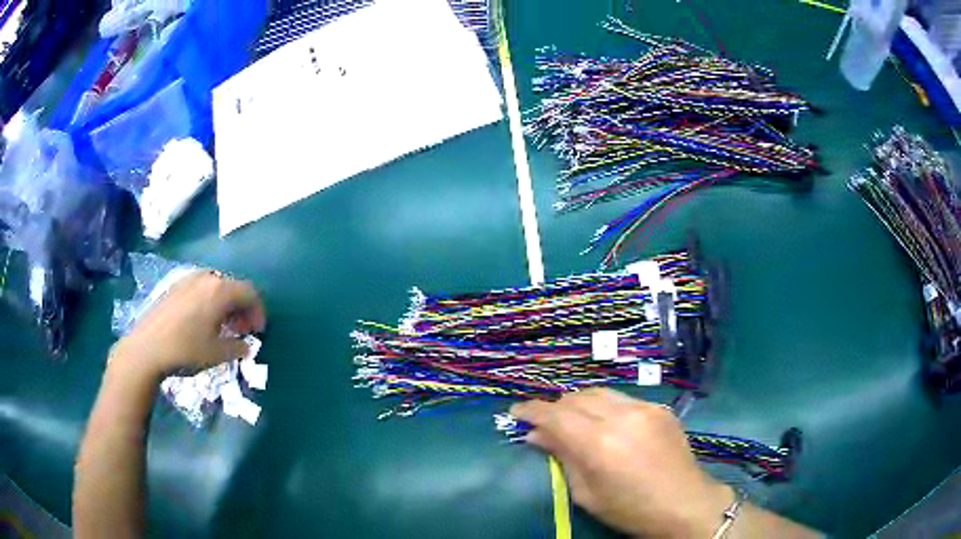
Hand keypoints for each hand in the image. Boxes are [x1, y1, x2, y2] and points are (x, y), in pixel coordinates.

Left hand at [110, 271, 266, 378]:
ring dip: (225, 305)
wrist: (147, 348)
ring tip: (222, 327)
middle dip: (242, 308)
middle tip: (241, 331)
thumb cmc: (186, 350)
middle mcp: (206, 278)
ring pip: (215, 286)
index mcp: (220, 291)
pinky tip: (202, 322)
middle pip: (233, 287)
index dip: (258, 311)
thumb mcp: (217, 354)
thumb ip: (238, 347)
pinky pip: (200, 288)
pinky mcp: (174, 286)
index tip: (258, 332)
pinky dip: (209, 302)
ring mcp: (188, 279)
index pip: (250, 293)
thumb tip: (246, 345)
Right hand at [511, 389, 730, 538]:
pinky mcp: (659, 407)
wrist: (685, 503)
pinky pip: (622, 398)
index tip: (515, 412)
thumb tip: (536, 435)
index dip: (531, 410)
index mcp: (600, 443)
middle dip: (555, 407)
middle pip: (576, 398)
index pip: (555, 414)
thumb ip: (563, 458)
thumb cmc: (630, 509)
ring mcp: (644, 407)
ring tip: (571, 419)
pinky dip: (605, 405)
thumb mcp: (587, 493)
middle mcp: (621, 416)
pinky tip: (605, 422)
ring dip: (579, 402)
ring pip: (599, 392)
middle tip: (543, 423)